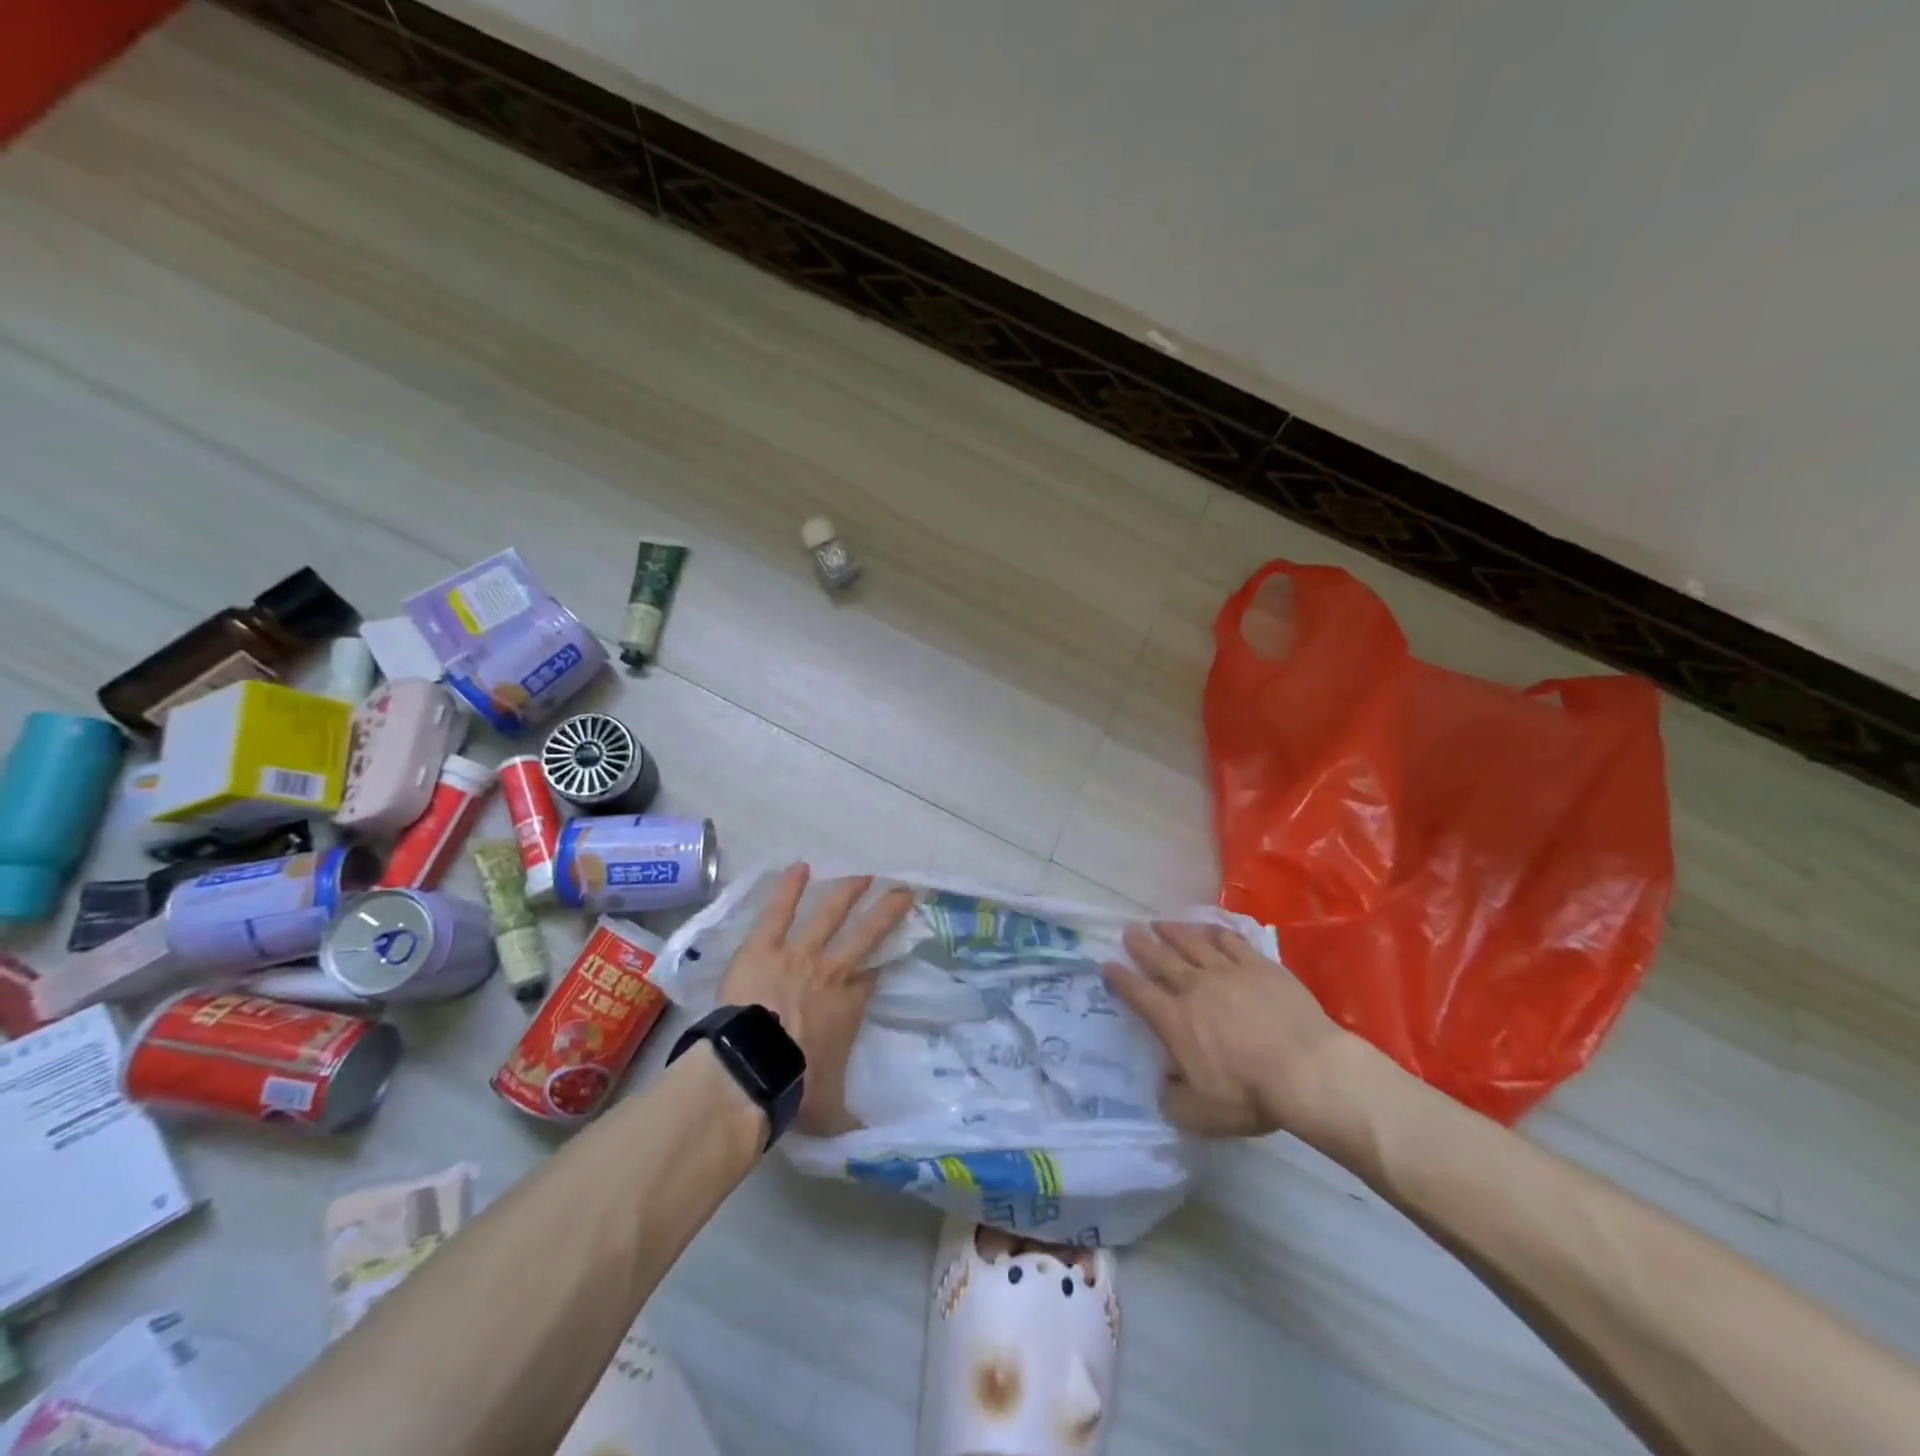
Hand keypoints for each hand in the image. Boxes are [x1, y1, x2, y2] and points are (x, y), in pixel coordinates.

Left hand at [718, 863, 913, 1135]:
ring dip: (848, 892)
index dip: (884, 959)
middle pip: (866, 933)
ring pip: (829, 914)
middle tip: (903, 890)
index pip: (873, 974)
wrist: (751, 1071)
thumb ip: (849, 1121)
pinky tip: (799, 867)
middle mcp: (832, 971)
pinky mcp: (764, 947)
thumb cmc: (795, 1088)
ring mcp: (798, 954)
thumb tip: (870, 1142)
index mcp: (850, 1005)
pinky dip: (790, 889)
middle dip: (887, 911)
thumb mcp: (831, 1113)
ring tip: (863, 874)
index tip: (894, 948)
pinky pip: (779, 912)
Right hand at [1103, 921, 1353, 1139]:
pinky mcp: (1259, 966)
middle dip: (1142, 944)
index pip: (1138, 993)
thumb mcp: (1200, 1115)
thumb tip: (1163, 1084)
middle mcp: (1194, 987)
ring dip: (1173, 932)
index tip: (1107, 965)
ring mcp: (1227, 972)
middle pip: (1160, 959)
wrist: (1307, 1071)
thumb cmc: (1250, 1095)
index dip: (1119, 978)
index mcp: (1174, 1020)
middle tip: (1130, 930)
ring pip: (1192, 943)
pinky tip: (1209, 928)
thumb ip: (1173, 1099)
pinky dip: (1214, 932)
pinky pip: (1230, 941)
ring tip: (1161, 923)